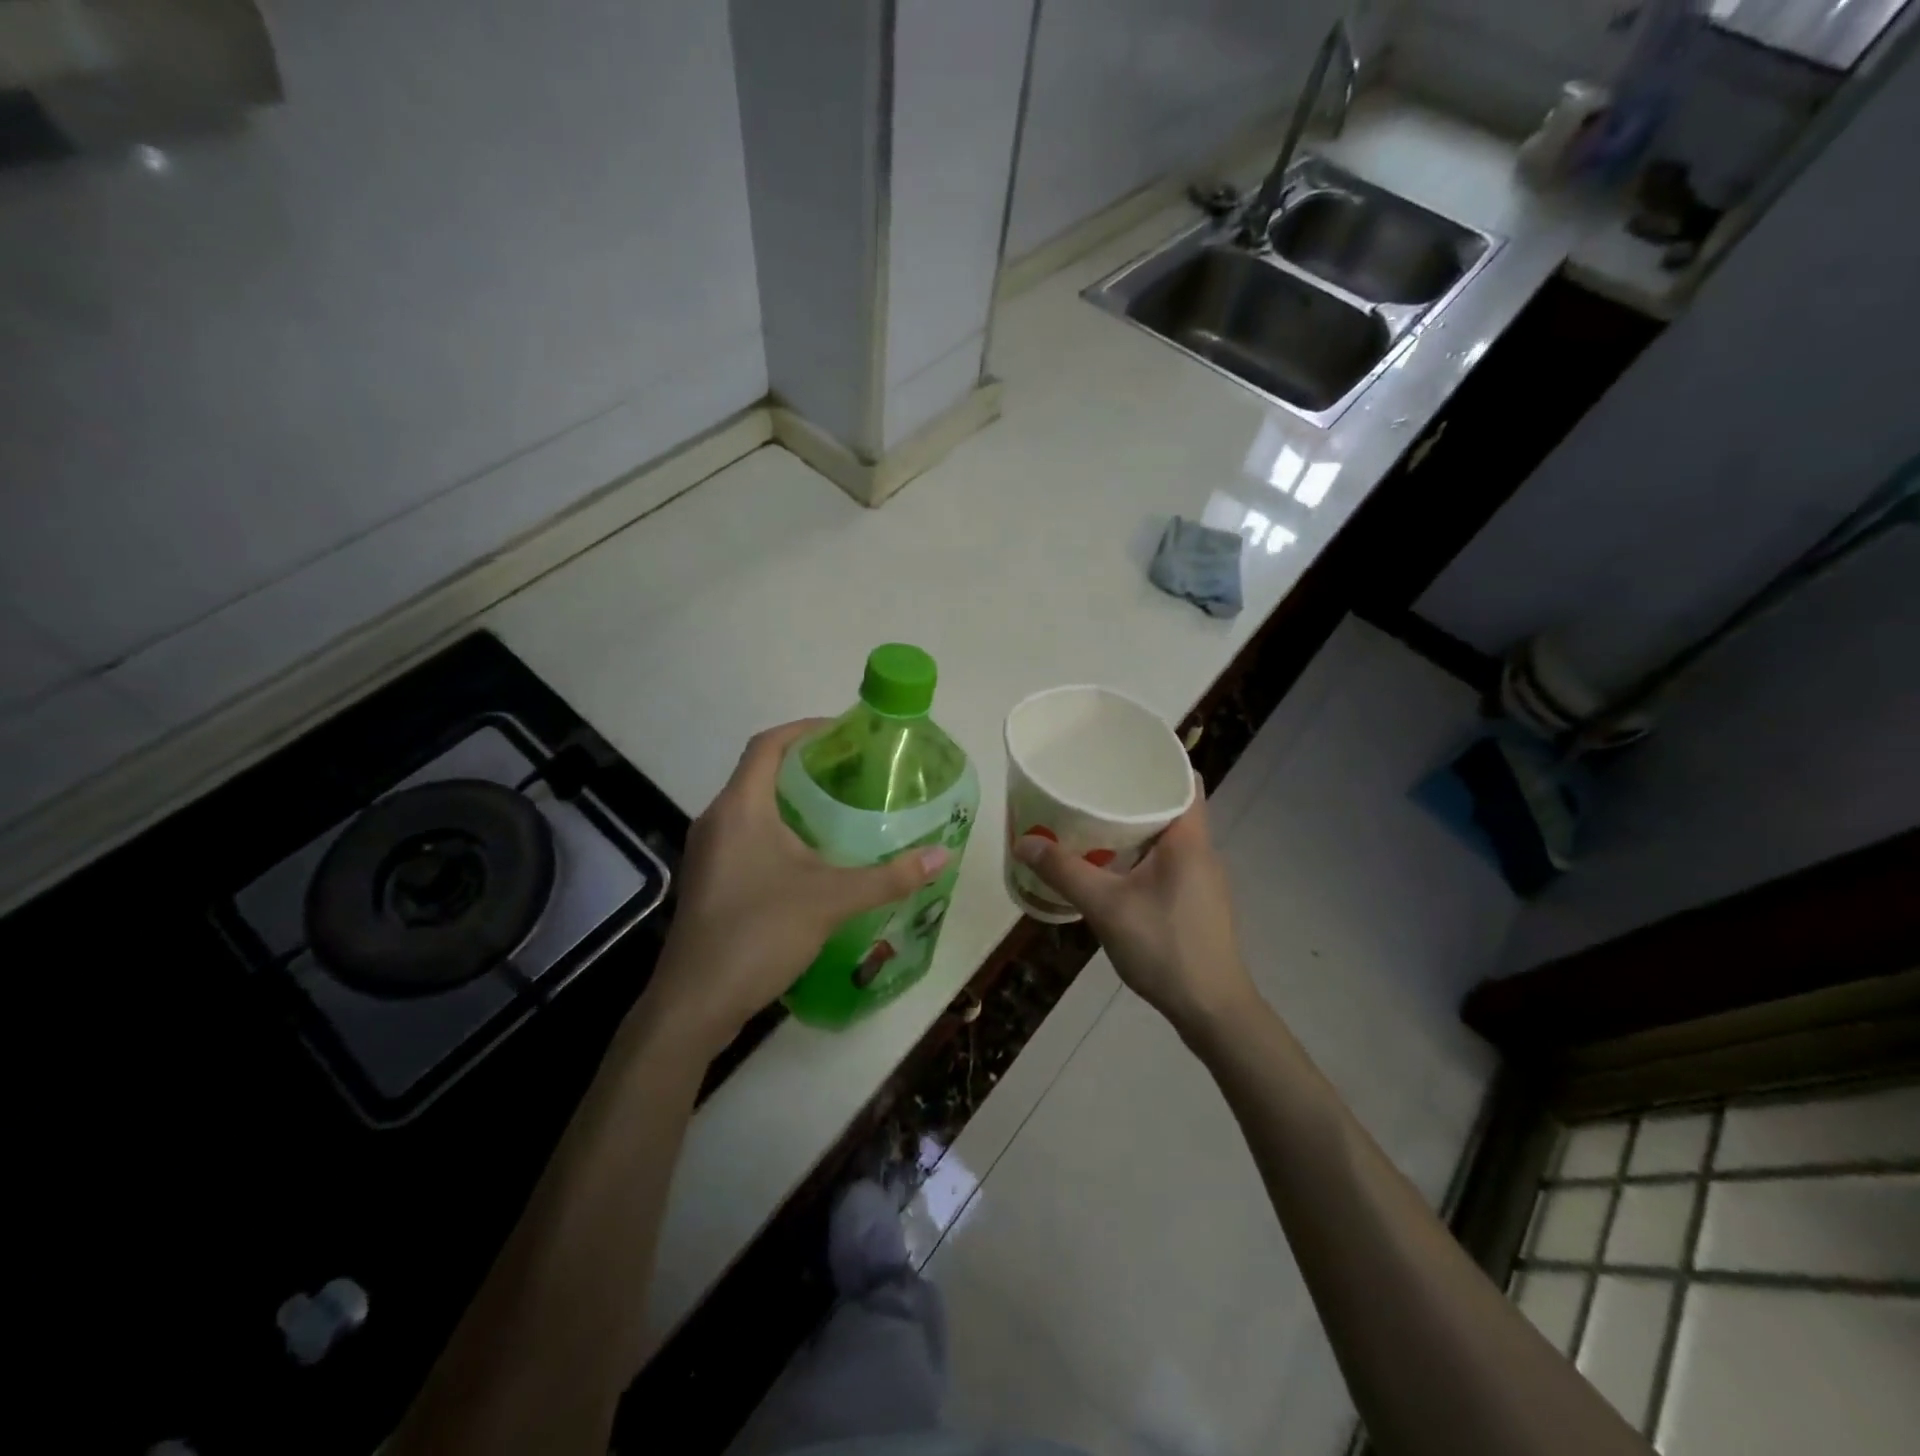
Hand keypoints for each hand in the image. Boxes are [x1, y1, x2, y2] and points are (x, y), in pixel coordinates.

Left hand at [642, 720, 949, 1055]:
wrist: (695, 1003)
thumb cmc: (759, 933)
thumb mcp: (832, 900)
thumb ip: (889, 877)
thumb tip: (942, 854)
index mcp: (740, 807)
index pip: (768, 744)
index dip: (805, 730)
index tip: (844, 732)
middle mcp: (717, 819)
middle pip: (760, 773)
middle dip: (806, 766)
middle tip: (854, 772)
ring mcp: (708, 852)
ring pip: (752, 807)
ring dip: (792, 801)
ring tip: (840, 810)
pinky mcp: (709, 880)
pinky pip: (746, 836)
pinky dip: (778, 830)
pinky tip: (810, 857)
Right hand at [1012, 786, 1256, 1040]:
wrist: (1211, 1009)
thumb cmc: (1164, 947)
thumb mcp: (1106, 907)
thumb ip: (1064, 872)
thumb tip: (1024, 843)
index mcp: (1190, 839)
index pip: (1185, 779)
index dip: (1158, 761)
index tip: (1121, 754)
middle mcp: (1202, 851)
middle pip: (1173, 805)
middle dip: (1135, 792)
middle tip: (1093, 785)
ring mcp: (1203, 878)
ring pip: (1170, 835)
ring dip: (1138, 825)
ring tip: (1095, 818)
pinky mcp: (1197, 900)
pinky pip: (1169, 860)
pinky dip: (1143, 852)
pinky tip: (1113, 865)